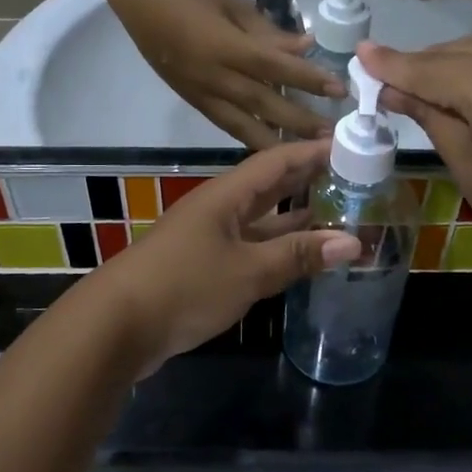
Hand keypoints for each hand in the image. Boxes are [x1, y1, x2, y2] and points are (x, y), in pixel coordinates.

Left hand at [96, 140, 360, 371]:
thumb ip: (298, 255)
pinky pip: (251, 248)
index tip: (352, 145)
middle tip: (355, 177)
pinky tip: (302, 257)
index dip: (313, 151)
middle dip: (309, 179)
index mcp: (226, 195)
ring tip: (340, 214)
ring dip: (297, 218)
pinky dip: (278, 249)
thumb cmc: (185, 285)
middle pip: (270, 186)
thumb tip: (353, 241)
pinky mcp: (205, 267)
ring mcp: (210, 238)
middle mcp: (219, 209)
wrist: (117, 326)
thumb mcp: (248, 270)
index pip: (277, 161)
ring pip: (261, 219)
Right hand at [109, 0, 344, 147]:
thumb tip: (305, 48)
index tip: (339, 90)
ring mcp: (200, 92)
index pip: (275, 67)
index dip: (308, 79)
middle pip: (262, 103)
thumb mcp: (232, 4)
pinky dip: (247, 136)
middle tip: (330, 137)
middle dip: (298, 122)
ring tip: (303, 155)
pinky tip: (268, 146)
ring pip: (241, 125)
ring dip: (275, 141)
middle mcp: (213, 76)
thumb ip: (269, 32)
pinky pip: (224, 124)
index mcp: (224, 46)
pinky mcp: (191, 100)